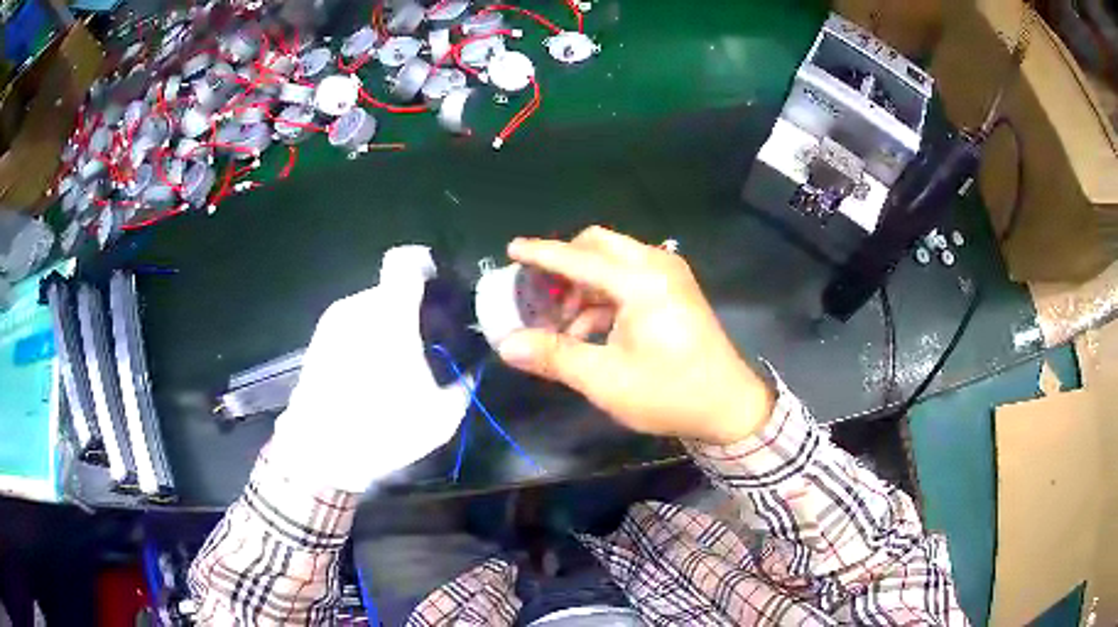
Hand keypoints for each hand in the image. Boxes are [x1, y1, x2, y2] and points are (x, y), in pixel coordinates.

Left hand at [268, 246, 471, 492]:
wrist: (319, 451)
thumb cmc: (381, 428)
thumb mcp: (440, 416)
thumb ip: (463, 383)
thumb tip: (472, 367)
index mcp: (389, 314)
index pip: (405, 261)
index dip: (424, 265)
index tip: (439, 289)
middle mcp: (358, 307)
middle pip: (391, 289)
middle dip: (410, 309)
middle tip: (424, 342)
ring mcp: (333, 322)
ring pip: (370, 308)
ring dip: (386, 325)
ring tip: (396, 364)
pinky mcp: (318, 339)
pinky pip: (352, 324)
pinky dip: (366, 338)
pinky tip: (369, 374)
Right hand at [497, 227, 773, 444]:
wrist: (729, 406)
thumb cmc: (669, 392)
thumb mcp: (606, 379)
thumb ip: (554, 356)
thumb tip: (506, 345)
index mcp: (641, 281)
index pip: (579, 258)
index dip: (542, 253)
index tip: (512, 249)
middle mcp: (656, 266)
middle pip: (598, 246)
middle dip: (566, 265)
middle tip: (542, 295)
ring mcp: (669, 276)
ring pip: (613, 262)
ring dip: (584, 286)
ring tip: (564, 327)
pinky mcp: (674, 291)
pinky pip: (629, 278)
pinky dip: (604, 297)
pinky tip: (591, 332)